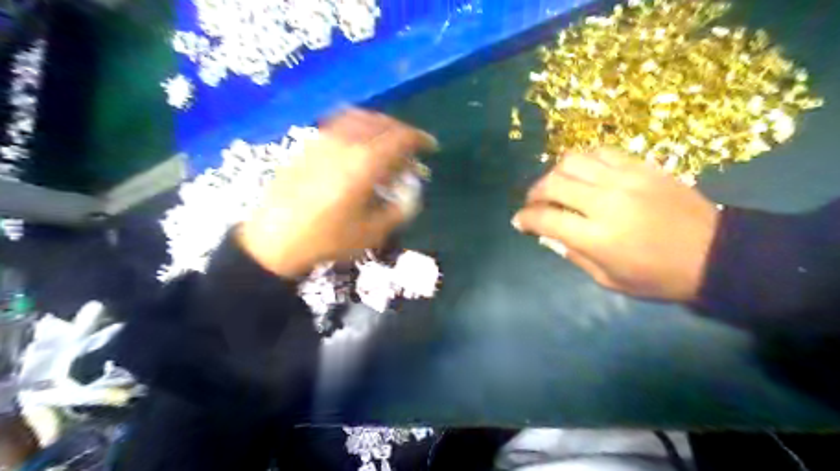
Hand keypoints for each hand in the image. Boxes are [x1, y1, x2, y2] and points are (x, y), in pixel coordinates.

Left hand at [234, 109, 433, 277]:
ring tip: (386, 142)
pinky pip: (339, 124)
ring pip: (359, 118)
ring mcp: (323, 140)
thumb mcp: (372, 232)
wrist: (274, 240)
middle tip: (410, 149)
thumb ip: (399, 208)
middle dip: (401, 132)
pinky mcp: (308, 145)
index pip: (400, 138)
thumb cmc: (327, 240)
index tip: (430, 146)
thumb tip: (411, 191)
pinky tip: (358, 144)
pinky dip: (358, 127)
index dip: (419, 139)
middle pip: (381, 123)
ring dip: (380, 126)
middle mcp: (345, 143)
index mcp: (364, 163)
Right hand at [516, 147, 717, 301]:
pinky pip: (602, 152)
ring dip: (555, 173)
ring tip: (557, 185)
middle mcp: (606, 202)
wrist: (714, 254)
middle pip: (553, 183)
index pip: (545, 219)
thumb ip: (573, 254)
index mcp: (597, 237)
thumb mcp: (609, 279)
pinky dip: (584, 160)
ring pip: (573, 161)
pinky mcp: (643, 166)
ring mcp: (626, 179)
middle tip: (534, 203)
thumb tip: (546, 235)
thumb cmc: (658, 277)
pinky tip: (583, 172)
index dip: (525, 219)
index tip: (519, 221)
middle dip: (534, 193)